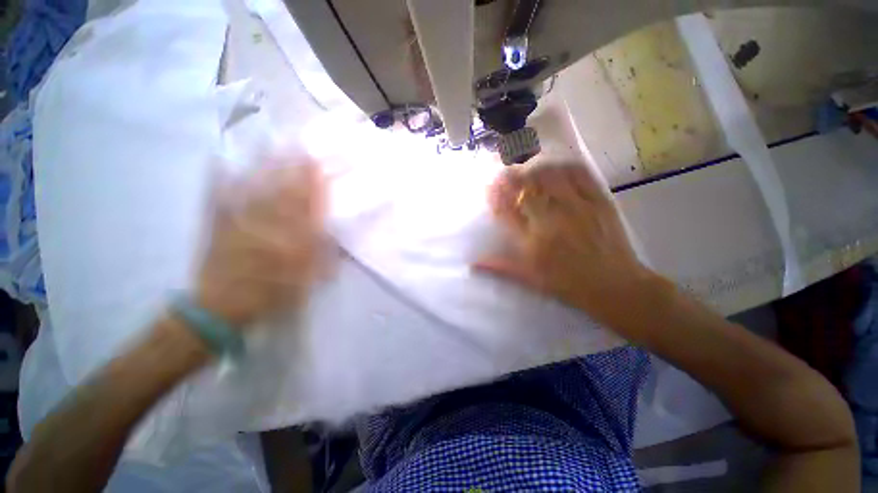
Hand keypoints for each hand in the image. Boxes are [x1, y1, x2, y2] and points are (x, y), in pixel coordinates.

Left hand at [195, 160, 327, 327]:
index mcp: (291, 239)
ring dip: (263, 166)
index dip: (314, 184)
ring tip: (270, 143)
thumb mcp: (304, 280)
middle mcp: (266, 226)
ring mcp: (238, 222)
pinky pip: (217, 198)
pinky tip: (220, 160)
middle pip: (282, 192)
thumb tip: (329, 230)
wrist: (221, 308)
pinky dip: (218, 179)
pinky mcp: (215, 224)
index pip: (307, 206)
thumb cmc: (270, 295)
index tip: (320, 165)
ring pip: (254, 189)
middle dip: (292, 168)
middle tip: (299, 144)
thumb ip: (319, 255)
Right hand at [475, 160, 651, 320]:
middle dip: (510, 175)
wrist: (615, 287)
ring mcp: (577, 207)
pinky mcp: (599, 201)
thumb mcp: (530, 279)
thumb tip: (473, 265)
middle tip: (503, 169)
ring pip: (550, 175)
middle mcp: (551, 219)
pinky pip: (580, 174)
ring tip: (527, 166)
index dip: (495, 194)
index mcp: (533, 240)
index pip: (506, 209)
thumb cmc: (568, 284)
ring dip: (534, 167)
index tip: (488, 185)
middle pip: (526, 187)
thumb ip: (500, 267)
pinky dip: (564, 166)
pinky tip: (556, 166)